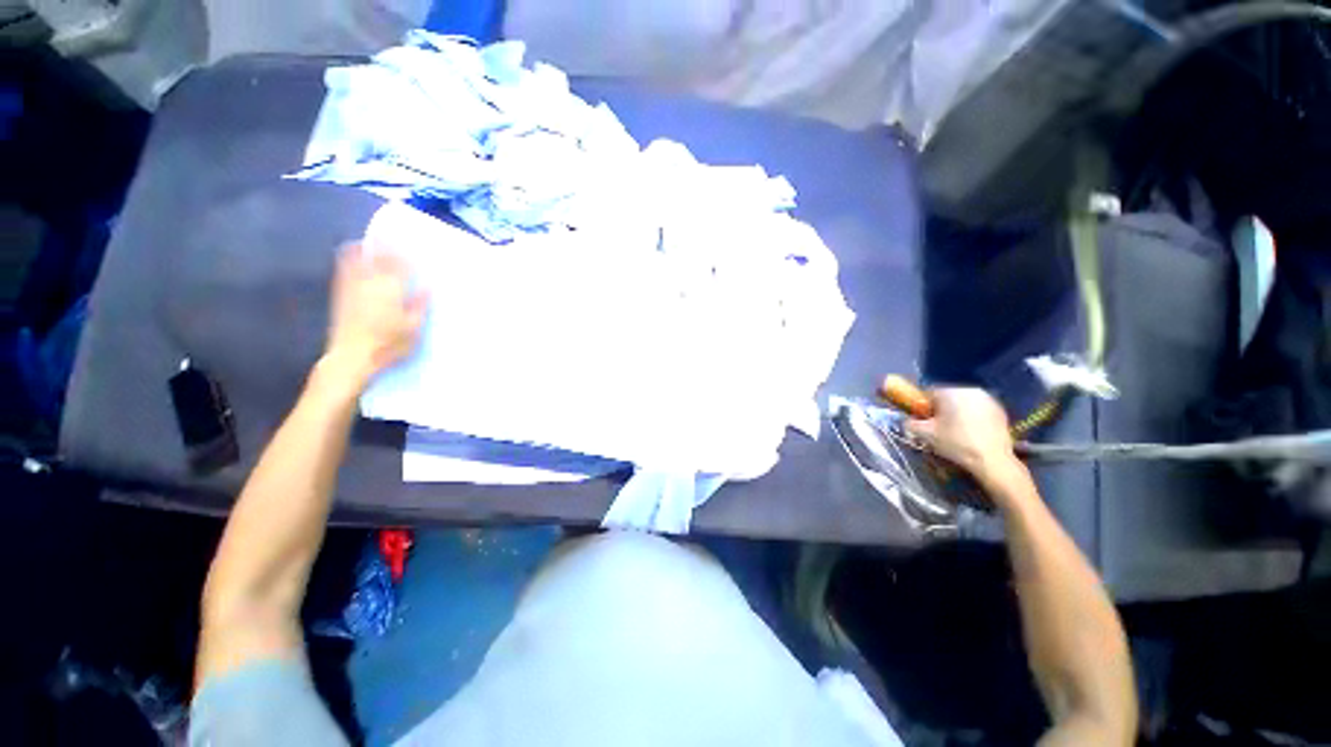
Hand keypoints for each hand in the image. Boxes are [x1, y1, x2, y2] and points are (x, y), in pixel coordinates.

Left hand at [323, 242, 426, 385]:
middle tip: (394, 238)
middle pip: (380, 258)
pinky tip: (353, 251)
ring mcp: (352, 285)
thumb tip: (427, 287)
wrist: (352, 356)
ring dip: (368, 247)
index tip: (413, 248)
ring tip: (375, 239)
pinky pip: (344, 267)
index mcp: (392, 290)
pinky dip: (350, 256)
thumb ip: (420, 305)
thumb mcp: (413, 328)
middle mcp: (371, 282)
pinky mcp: (340, 292)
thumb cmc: (389, 344)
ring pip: (360, 258)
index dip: (406, 255)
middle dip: (387, 247)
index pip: (400, 266)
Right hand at [905, 388, 1024, 491]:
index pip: (928, 393)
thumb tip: (907, 420)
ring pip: (963, 403)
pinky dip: (972, 417)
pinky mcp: (1000, 410)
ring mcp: (988, 399)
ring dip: (957, 413)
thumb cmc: (955, 443)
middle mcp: (969, 390)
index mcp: (949, 392)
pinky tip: (972, 433)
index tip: (924, 420)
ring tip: (957, 431)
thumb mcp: (924, 434)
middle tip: (939, 427)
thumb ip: (910, 423)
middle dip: (941, 409)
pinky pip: (978, 409)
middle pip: (947, 397)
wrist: (992, 460)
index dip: (923, 407)